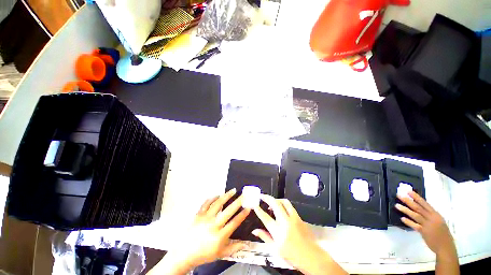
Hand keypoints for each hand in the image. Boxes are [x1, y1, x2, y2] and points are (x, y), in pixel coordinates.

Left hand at [154, 189, 250, 273]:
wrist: (184, 254)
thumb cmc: (203, 254)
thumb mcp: (220, 254)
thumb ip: (234, 247)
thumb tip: (245, 244)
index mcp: (219, 236)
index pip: (234, 223)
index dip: (242, 214)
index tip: (248, 207)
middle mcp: (213, 225)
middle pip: (228, 211)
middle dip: (238, 201)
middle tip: (244, 195)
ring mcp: (205, 218)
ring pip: (218, 204)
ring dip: (226, 196)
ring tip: (233, 190)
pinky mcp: (198, 215)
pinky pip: (206, 204)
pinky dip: (212, 198)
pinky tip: (217, 195)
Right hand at [253, 195, 346, 274]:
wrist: (311, 257)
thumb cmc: (292, 256)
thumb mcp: (276, 249)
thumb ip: (265, 237)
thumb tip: (255, 231)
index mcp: (278, 232)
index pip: (265, 217)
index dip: (258, 210)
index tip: (254, 205)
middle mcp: (285, 222)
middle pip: (275, 204)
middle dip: (267, 197)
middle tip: (262, 196)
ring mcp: (293, 218)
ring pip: (283, 202)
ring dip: (276, 199)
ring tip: (271, 201)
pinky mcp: (299, 217)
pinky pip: (290, 206)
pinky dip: (284, 203)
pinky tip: (281, 207)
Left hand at [396, 191, 455, 255]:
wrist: (446, 247)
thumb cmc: (442, 234)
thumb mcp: (438, 221)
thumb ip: (430, 215)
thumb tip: (419, 208)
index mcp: (435, 214)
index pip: (425, 204)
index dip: (417, 197)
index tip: (408, 191)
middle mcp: (432, 218)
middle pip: (418, 208)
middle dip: (408, 201)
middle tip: (399, 195)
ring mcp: (428, 225)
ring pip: (416, 215)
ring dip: (406, 210)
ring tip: (397, 205)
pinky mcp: (425, 232)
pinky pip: (416, 226)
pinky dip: (409, 222)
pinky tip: (402, 218)